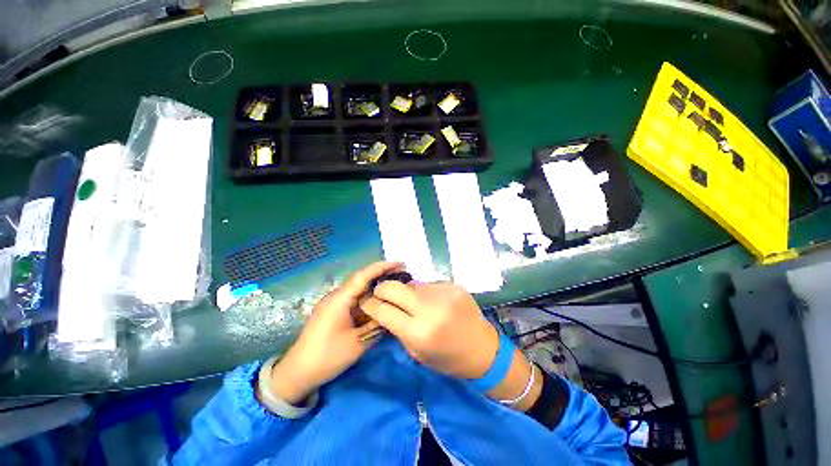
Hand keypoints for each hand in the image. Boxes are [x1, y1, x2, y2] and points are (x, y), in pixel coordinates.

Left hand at [266, 261, 403, 404]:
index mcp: (340, 299)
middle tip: (403, 273)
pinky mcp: (335, 311)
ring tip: (395, 285)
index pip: (363, 276)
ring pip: (360, 289)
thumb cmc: (327, 357)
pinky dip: (369, 298)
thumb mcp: (358, 343)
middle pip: (362, 279)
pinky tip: (380, 301)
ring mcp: (335, 304)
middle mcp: (337, 296)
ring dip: (376, 286)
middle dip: (382, 274)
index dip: (382, 267)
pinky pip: (356, 299)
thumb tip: (393, 312)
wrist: (298, 373)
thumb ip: (377, 325)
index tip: (400, 263)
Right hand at [360, 282, 498, 379]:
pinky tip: (433, 302)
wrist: (483, 349)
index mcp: (419, 332)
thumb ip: (398, 328)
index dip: (370, 305)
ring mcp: (443, 293)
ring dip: (407, 292)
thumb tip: (385, 307)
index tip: (366, 303)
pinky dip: (425, 292)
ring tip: (413, 302)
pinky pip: (429, 284)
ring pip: (411, 284)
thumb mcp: (417, 352)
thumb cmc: (448, 359)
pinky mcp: (454, 285)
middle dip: (382, 289)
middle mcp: (430, 308)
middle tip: (381, 295)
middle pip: (394, 287)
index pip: (383, 310)